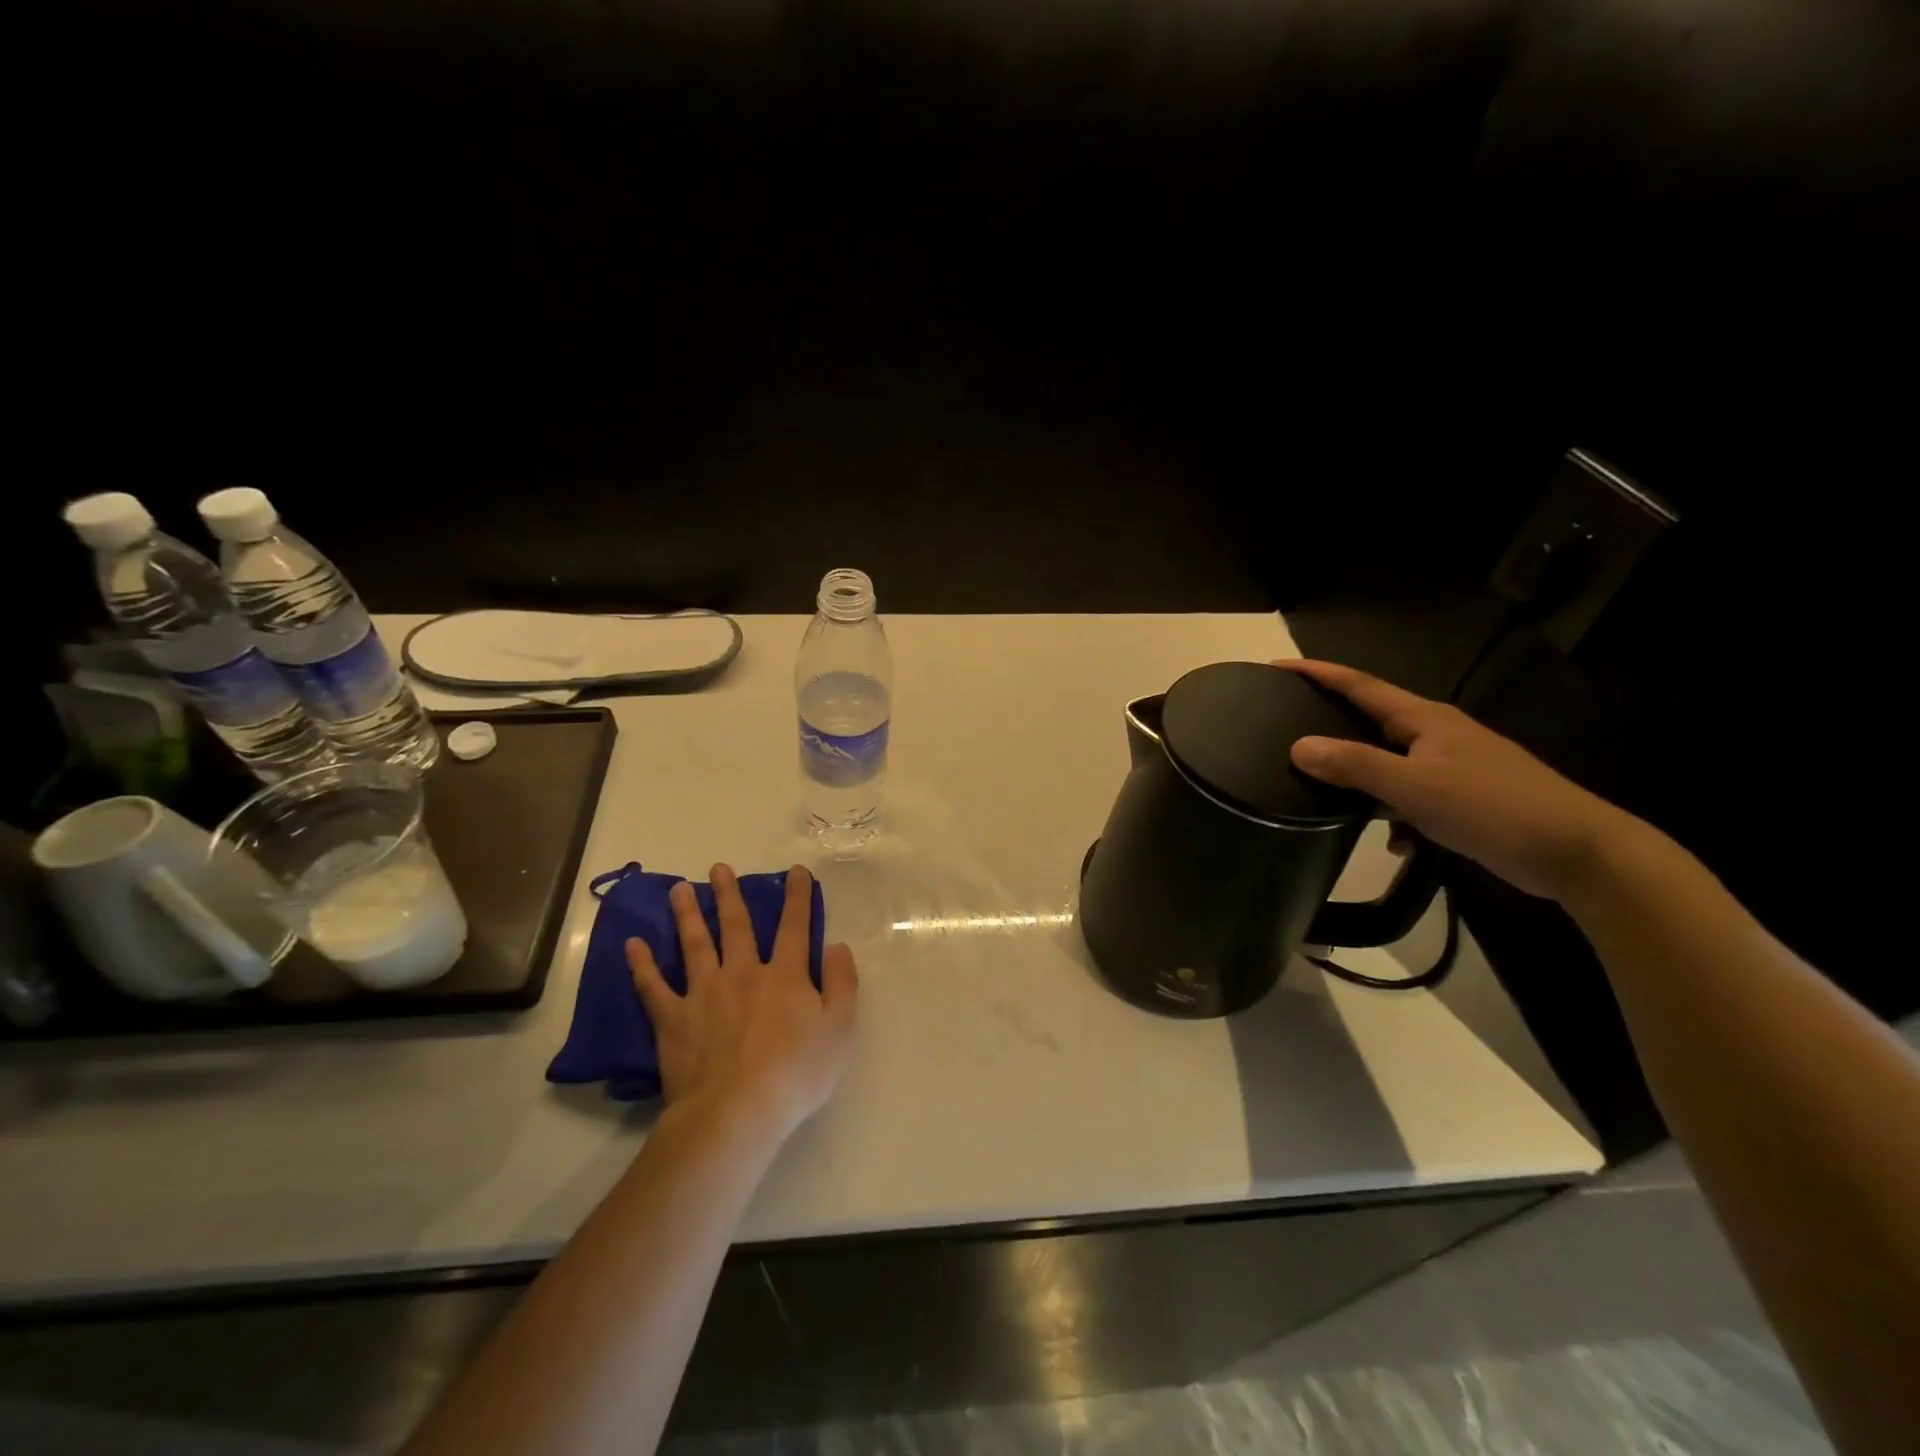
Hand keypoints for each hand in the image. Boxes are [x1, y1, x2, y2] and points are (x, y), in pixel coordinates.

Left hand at [626, 864, 857, 1142]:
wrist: (736, 1113)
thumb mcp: (840, 1029)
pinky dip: (642, 965)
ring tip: (679, 889)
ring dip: (687, 914)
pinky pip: (653, 987)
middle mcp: (743, 973)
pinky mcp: (673, 1019)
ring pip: (695, 944)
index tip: (795, 871)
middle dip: (730, 895)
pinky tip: (633, 944)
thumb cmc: (796, 1074)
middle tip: (720, 868)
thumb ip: (842, 983)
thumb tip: (837, 945)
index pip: (795, 927)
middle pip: (737, 926)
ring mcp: (704, 994)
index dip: (797, 897)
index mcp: (785, 976)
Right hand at [1274, 659, 1634, 901]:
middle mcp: (1435, 734)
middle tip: (1287, 728)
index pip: (1358, 685)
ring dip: (1362, 782)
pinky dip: (1395, 815)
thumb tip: (1299, 746)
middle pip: (1370, 720)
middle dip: (1331, 724)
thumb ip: (1355, 765)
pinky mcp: (1462, 797)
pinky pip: (1410, 797)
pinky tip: (1396, 842)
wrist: (1576, 852)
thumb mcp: (1414, 787)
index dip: (1317, 673)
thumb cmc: (1493, 807)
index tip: (1275, 668)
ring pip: (1388, 764)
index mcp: (1423, 719)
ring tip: (1328, 798)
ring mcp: (1451, 765)